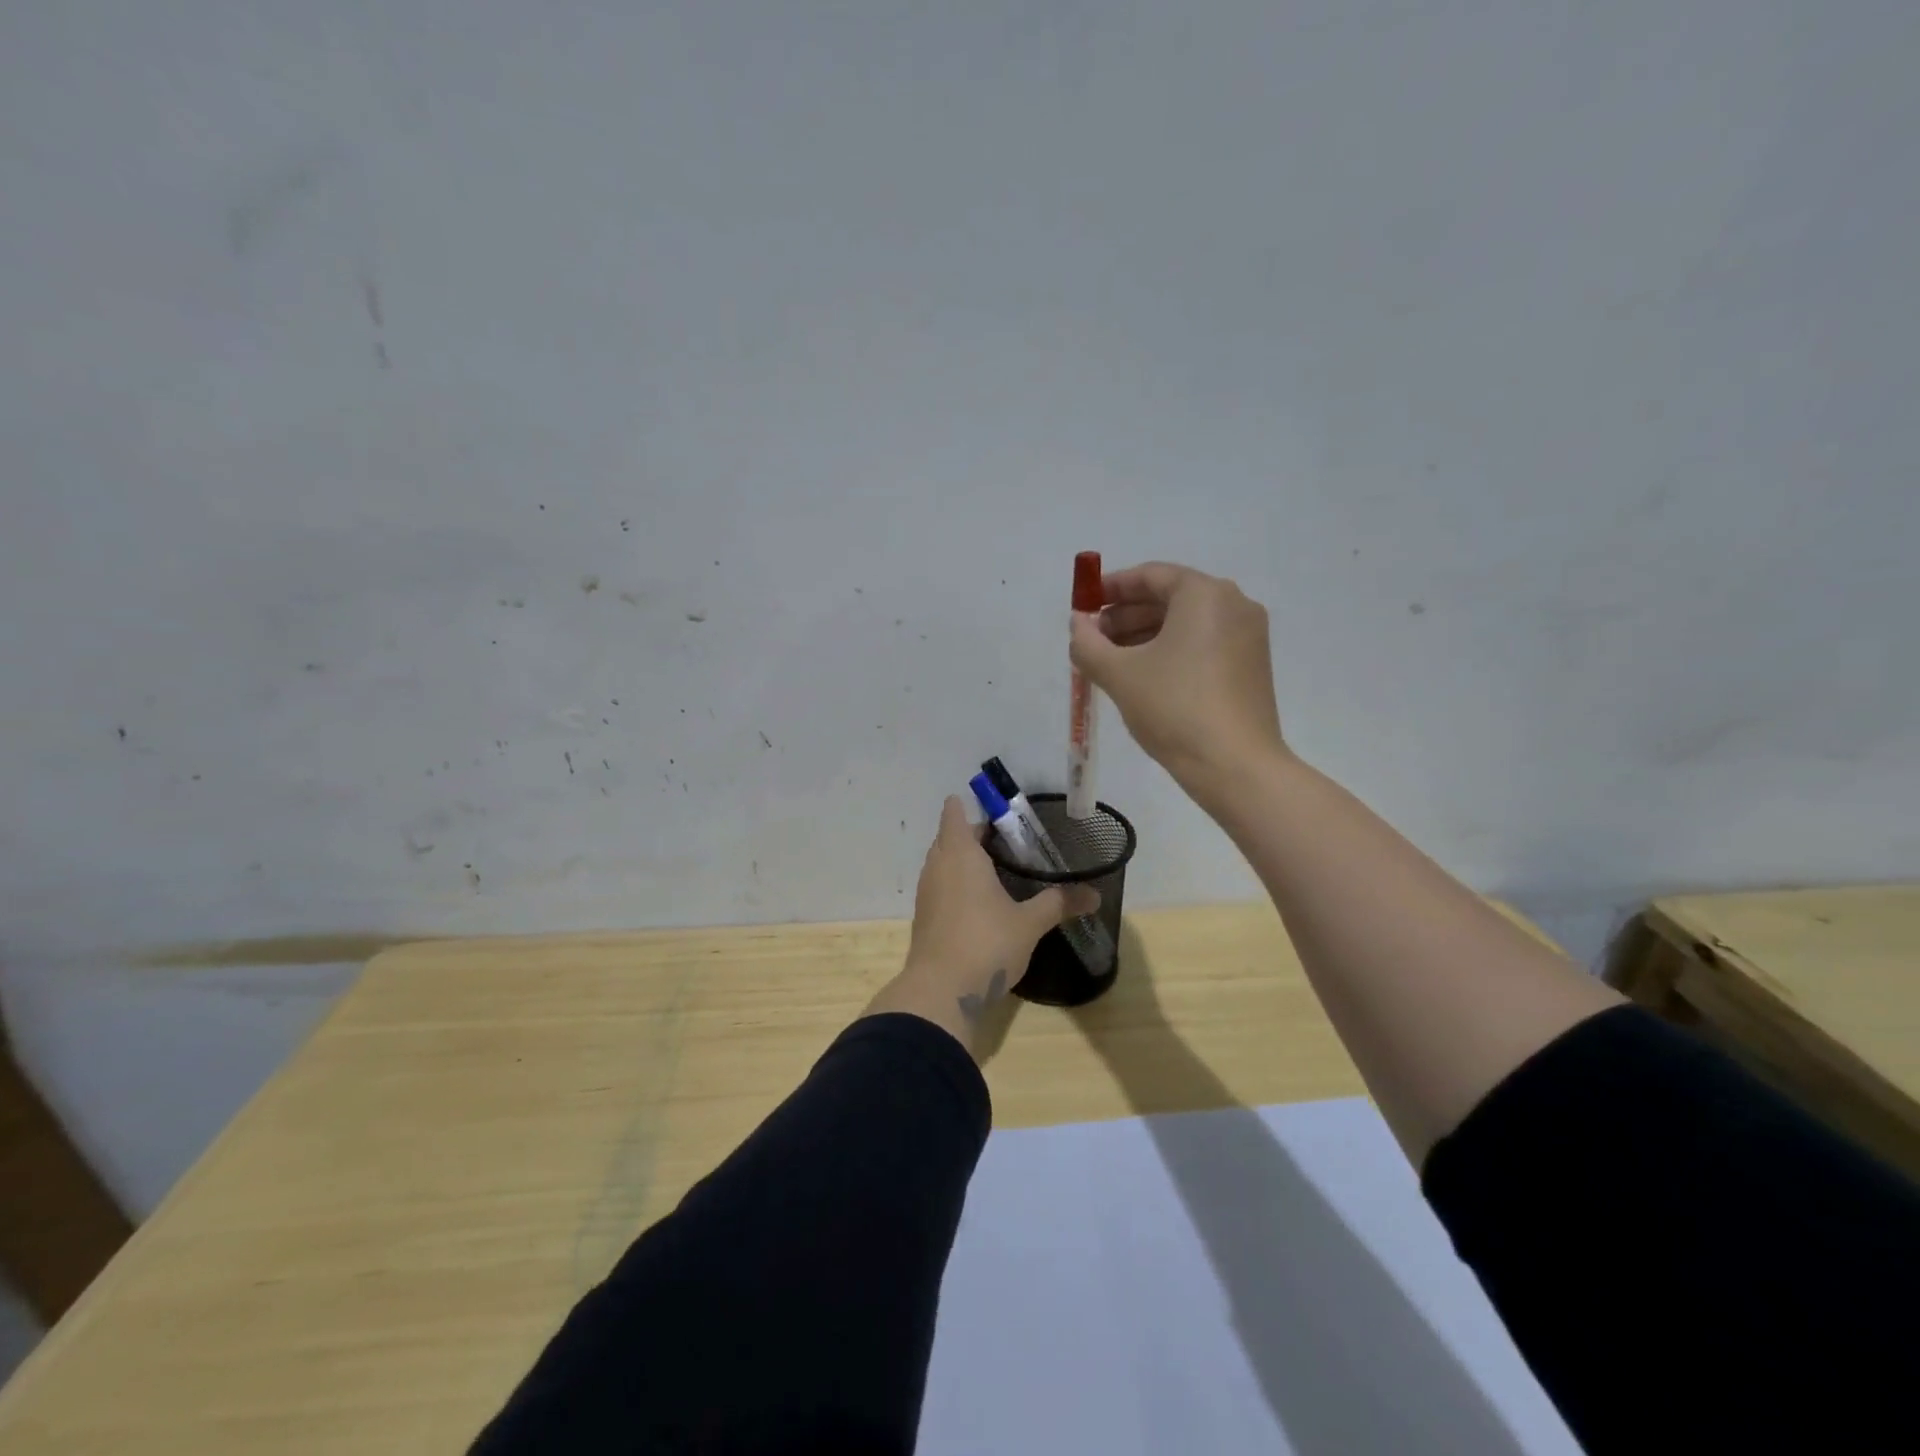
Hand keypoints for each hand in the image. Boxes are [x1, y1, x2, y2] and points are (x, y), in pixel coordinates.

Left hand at [866, 797, 1095, 1055]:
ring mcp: (926, 892)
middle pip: (950, 836)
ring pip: (943, 863)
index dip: (971, 807)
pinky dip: (957, 885)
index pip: (955, 813)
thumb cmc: (986, 943)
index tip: (998, 813)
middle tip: (1010, 843)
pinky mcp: (924, 916)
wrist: (941, 991)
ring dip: (964, 861)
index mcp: (960, 853)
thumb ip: (1059, 903)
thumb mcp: (1029, 923)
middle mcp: (937, 865)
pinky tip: (981, 902)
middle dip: (974, 835)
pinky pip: (941, 886)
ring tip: (998, 870)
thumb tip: (1095, 895)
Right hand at [1069, 561, 1286, 796]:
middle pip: (1169, 598)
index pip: (1150, 576)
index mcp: (1204, 594)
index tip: (1084, 607)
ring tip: (1110, 663)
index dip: (1111, 588)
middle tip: (1092, 640)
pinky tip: (1143, 678)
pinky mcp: (1251, 666)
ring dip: (1144, 636)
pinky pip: (1202, 644)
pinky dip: (1170, 652)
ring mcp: (1248, 636)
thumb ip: (1088, 643)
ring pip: (1185, 624)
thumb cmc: (1174, 708)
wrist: (1235, 766)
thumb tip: (1078, 624)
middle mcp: (1233, 604)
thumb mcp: (1118, 674)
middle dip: (1125, 616)